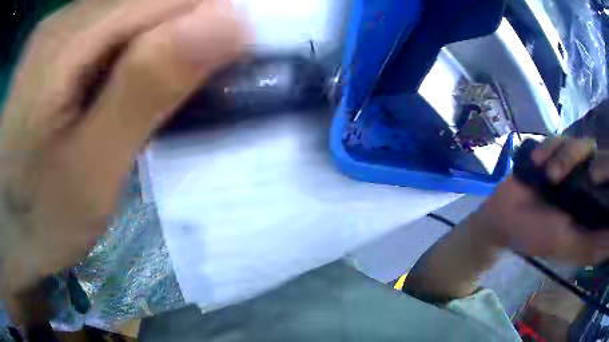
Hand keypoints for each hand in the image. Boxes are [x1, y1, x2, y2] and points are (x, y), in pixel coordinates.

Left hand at [0, 0, 243, 302]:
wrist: (8, 226)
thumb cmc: (39, 217)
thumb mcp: (91, 169)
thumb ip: (148, 86)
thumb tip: (228, 23)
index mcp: (70, 38)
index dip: (216, 19)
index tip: (240, 61)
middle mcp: (67, 16)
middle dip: (194, 30)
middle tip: (204, 88)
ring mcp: (60, 29)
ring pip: (138, 9)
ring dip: (168, 40)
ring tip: (170, 93)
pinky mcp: (57, 46)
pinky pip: (115, 26)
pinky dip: (140, 48)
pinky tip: (134, 86)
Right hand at [473, 137, 608, 264]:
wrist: (504, 216)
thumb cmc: (536, 234)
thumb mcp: (566, 244)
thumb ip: (591, 245)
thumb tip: (608, 240)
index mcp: (589, 206)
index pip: (605, 180)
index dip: (604, 171)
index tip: (594, 176)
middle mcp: (583, 181)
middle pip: (594, 155)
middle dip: (577, 160)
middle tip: (561, 174)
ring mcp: (569, 165)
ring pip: (577, 143)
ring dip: (561, 155)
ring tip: (546, 173)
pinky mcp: (552, 152)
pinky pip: (558, 137)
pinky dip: (548, 147)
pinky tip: (536, 161)